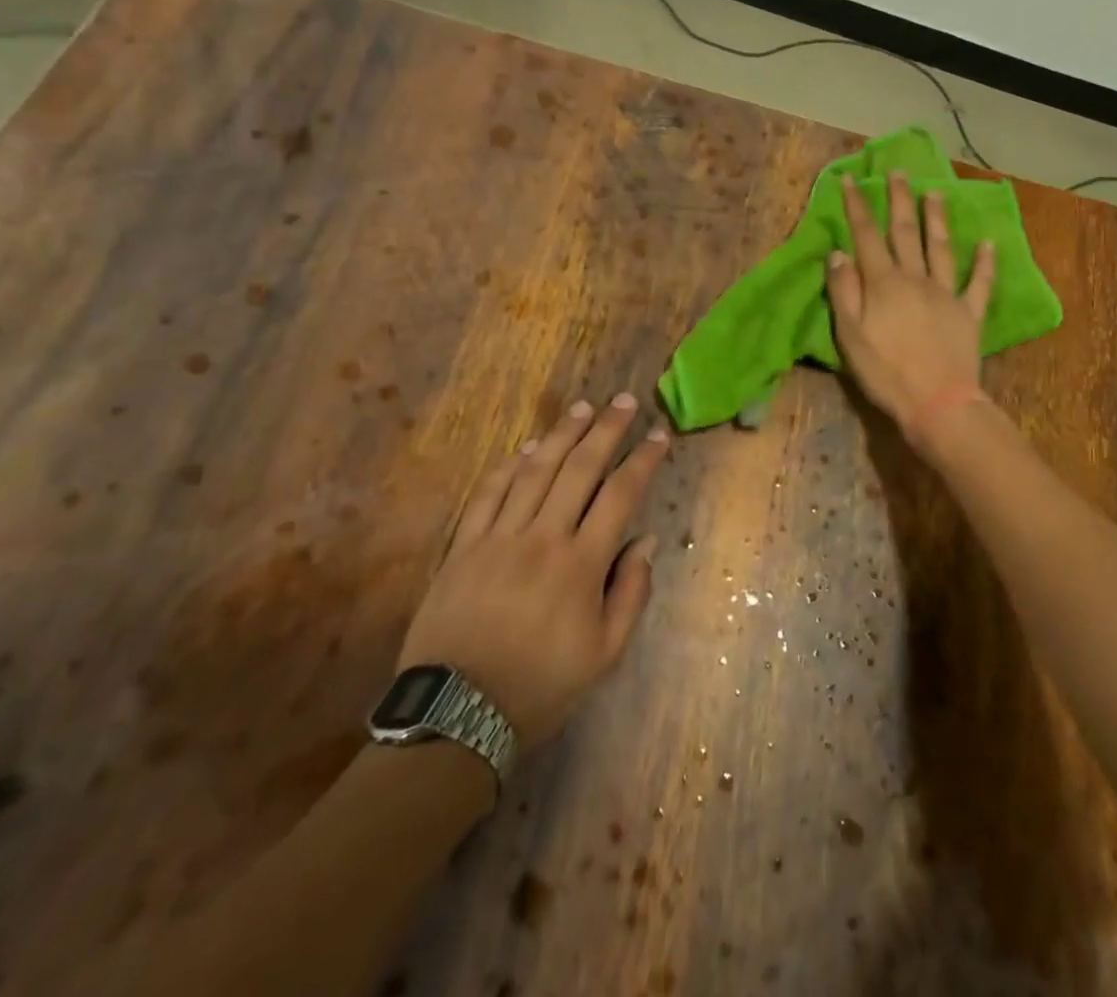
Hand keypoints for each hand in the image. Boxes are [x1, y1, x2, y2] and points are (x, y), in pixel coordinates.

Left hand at [397, 392, 667, 747]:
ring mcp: (499, 537)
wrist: (457, 714)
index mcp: (581, 564)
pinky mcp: (464, 546)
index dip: (642, 461)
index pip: (620, 495)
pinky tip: (526, 448)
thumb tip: (646, 541)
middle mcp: (543, 537)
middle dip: (606, 430)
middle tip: (624, 402)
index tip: (659, 436)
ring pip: (535, 471)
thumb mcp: (604, 654)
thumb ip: (631, 592)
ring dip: (562, 434)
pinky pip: (488, 494)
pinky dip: (509, 467)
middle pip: (579, 469)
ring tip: (583, 407)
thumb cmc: (541, 686)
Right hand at [826, 171, 994, 440]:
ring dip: (937, 219)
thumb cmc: (886, 372)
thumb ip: (844, 291)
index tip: (852, 179)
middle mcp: (916, 278)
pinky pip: (980, 283)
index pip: (867, 236)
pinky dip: (985, 262)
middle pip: (906, 233)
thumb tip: (839, 253)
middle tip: (898, 172)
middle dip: (899, 200)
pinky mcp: (970, 313)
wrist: (937, 403)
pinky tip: (989, 243)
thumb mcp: (850, 335)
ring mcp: (947, 294)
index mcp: (884, 283)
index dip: (857, 206)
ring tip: (935, 193)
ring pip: (941, 248)